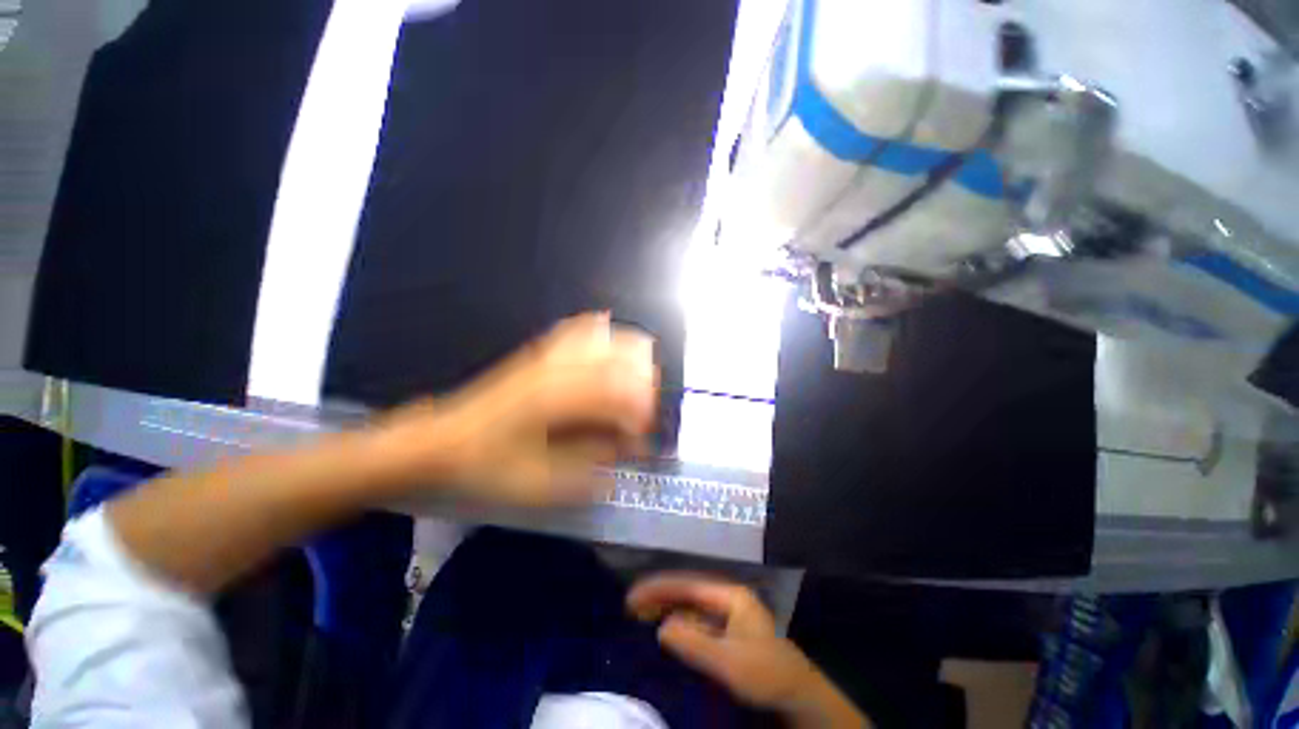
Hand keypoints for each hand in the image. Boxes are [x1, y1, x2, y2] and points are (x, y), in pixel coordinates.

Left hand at [377, 312, 657, 505]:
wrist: (441, 442)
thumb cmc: (488, 466)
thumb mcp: (540, 481)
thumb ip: (591, 464)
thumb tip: (629, 447)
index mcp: (561, 398)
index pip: (622, 388)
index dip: (643, 407)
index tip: (645, 429)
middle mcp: (560, 369)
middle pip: (621, 353)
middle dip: (644, 377)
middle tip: (643, 404)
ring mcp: (548, 357)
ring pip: (603, 335)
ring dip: (628, 350)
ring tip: (637, 373)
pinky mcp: (538, 355)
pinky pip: (575, 330)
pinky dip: (598, 328)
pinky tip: (606, 331)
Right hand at [628, 574, 869, 727]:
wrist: (799, 695)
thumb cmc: (766, 673)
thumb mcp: (728, 662)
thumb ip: (694, 643)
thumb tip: (662, 628)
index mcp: (730, 595)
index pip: (687, 585)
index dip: (659, 588)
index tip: (634, 597)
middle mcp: (728, 599)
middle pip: (688, 591)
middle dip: (660, 595)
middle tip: (632, 604)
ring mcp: (729, 615)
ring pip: (691, 606)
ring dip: (668, 608)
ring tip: (642, 612)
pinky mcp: (729, 633)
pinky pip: (698, 622)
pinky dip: (680, 624)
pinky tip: (667, 629)